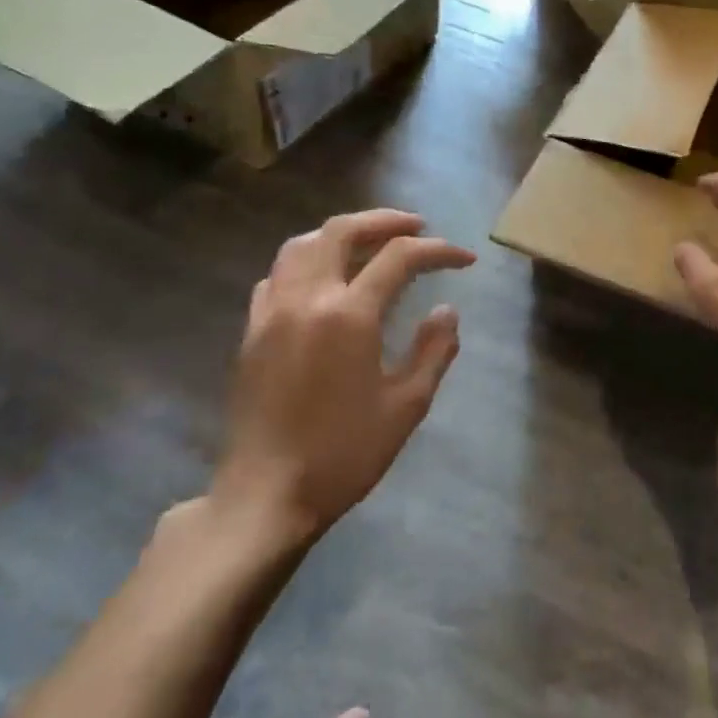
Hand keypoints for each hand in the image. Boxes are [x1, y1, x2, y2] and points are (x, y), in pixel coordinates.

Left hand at [216, 209, 474, 550]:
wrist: (267, 495)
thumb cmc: (345, 454)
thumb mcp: (407, 406)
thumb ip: (434, 350)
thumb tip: (447, 310)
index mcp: (349, 314)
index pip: (399, 258)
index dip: (438, 251)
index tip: (465, 261)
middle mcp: (306, 299)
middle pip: (342, 232)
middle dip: (385, 221)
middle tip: (417, 226)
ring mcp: (272, 312)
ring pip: (302, 245)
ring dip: (341, 234)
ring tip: (371, 243)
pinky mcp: (251, 332)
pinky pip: (276, 276)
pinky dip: (306, 262)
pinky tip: (323, 280)